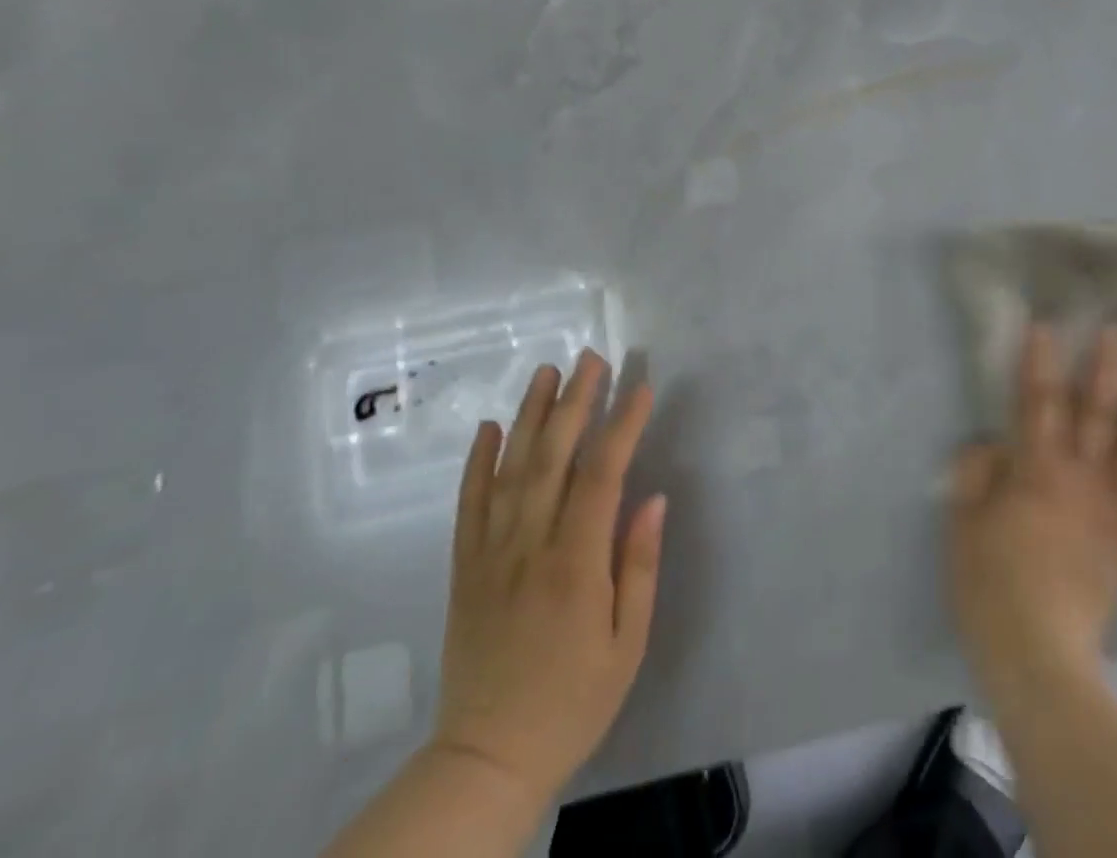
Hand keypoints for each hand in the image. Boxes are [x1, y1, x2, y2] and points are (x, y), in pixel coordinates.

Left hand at [429, 349, 666, 811]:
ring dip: (529, 415)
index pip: (601, 475)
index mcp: (575, 563)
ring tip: (546, 370)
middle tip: (591, 358)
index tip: (640, 387)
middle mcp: (529, 545)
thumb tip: (653, 498)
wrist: (487, 759)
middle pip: (551, 457)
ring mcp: (490, 553)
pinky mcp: (464, 568)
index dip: (621, 425)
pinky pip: (468, 504)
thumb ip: (639, 565)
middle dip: (574, 401)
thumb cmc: (573, 699)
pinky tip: (487, 427)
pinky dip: (476, 462)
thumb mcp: (627, 642)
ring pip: (509, 469)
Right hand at [947, 325, 1116, 698]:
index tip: (1046, 324)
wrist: (1039, 653)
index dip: (1040, 360)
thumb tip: (993, 444)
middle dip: (1107, 369)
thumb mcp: (963, 520)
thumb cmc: (990, 580)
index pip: (1038, 400)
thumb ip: (976, 472)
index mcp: (1036, 468)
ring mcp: (1111, 509)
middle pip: (1098, 412)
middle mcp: (1081, 477)